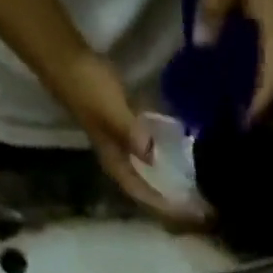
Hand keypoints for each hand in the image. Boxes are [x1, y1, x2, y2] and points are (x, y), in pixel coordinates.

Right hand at [55, 51, 210, 224]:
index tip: (194, 215)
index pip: (147, 197)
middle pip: (153, 194)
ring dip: (175, 188)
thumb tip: (151, 155)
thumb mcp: (111, 111)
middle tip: (204, 212)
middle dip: (176, 205)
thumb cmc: (89, 87)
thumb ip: (130, 133)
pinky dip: (171, 163)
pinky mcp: (132, 132)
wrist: (67, 58)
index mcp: (118, 166)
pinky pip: (156, 157)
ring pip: (155, 178)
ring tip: (200, 196)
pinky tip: (188, 163)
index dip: (170, 209)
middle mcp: (123, 164)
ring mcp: (127, 148)